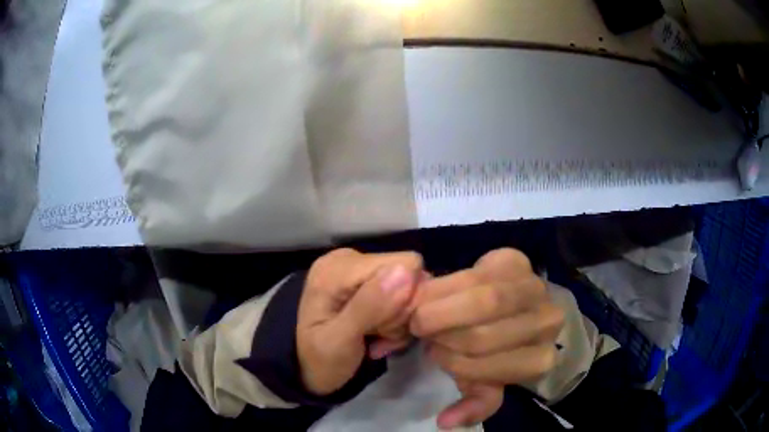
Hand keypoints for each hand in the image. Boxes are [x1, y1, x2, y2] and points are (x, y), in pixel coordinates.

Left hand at [297, 248, 423, 395]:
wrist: (309, 372)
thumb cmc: (321, 361)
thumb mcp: (339, 341)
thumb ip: (369, 306)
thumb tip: (404, 272)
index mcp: (339, 267)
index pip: (404, 265)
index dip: (406, 299)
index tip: (385, 329)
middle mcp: (350, 259)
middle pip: (409, 275)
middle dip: (401, 312)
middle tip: (380, 338)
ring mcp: (359, 269)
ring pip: (409, 287)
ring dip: (399, 320)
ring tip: (378, 339)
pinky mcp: (366, 281)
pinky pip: (401, 294)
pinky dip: (396, 319)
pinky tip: (379, 335)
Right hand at [410, 248, 564, 428]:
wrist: (502, 305)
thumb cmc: (491, 347)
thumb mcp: (483, 378)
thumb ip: (474, 400)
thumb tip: (445, 422)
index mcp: (539, 360)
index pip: (486, 369)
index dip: (452, 361)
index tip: (435, 352)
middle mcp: (548, 324)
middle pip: (484, 336)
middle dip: (444, 335)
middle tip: (425, 332)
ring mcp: (537, 288)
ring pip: (483, 302)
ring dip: (442, 311)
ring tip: (427, 314)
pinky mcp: (517, 260)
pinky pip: (473, 275)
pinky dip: (445, 288)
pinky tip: (434, 294)